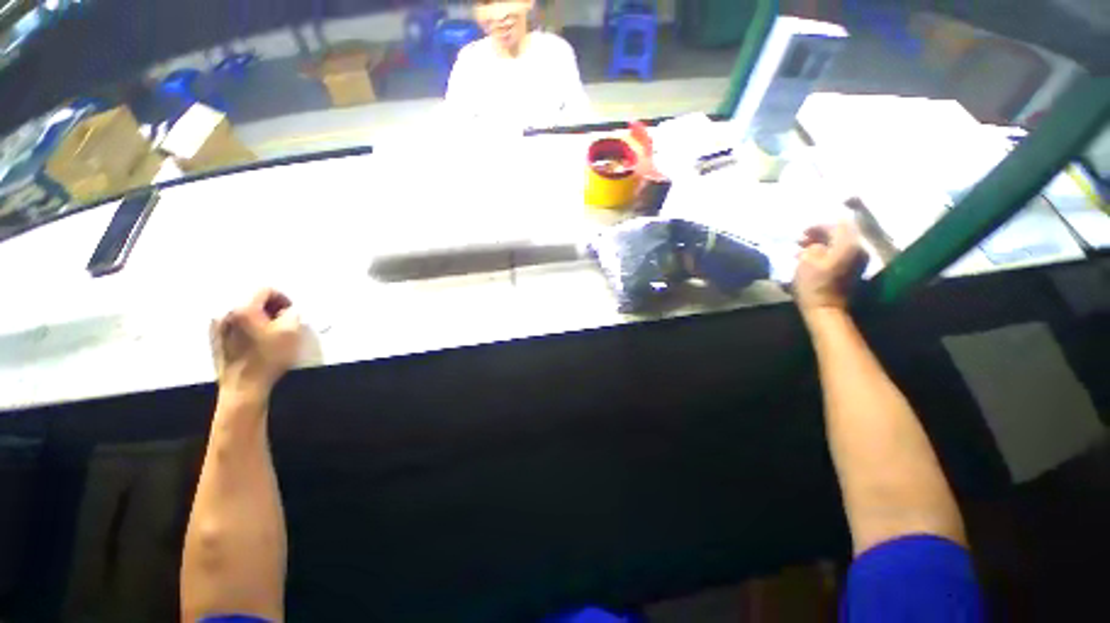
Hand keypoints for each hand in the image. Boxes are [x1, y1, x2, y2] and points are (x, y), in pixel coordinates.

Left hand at [210, 288, 301, 399]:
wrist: (244, 387)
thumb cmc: (269, 358)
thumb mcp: (291, 333)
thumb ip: (292, 314)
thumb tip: (288, 310)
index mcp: (243, 309)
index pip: (265, 290)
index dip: (283, 298)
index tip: (291, 312)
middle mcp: (226, 312)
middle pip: (252, 299)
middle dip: (270, 307)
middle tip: (283, 322)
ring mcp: (217, 325)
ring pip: (243, 311)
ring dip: (259, 317)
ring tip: (270, 332)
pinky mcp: (215, 337)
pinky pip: (234, 322)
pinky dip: (247, 325)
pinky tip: (255, 340)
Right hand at [794, 223, 867, 318]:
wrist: (826, 309)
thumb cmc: (813, 284)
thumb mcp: (806, 261)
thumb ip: (813, 246)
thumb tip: (815, 244)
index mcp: (848, 244)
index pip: (835, 225)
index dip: (817, 226)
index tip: (801, 232)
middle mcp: (858, 249)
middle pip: (840, 233)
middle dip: (820, 235)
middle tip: (801, 241)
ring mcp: (859, 260)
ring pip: (840, 244)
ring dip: (822, 244)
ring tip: (804, 250)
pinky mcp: (854, 270)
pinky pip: (841, 253)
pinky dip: (827, 252)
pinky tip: (813, 258)